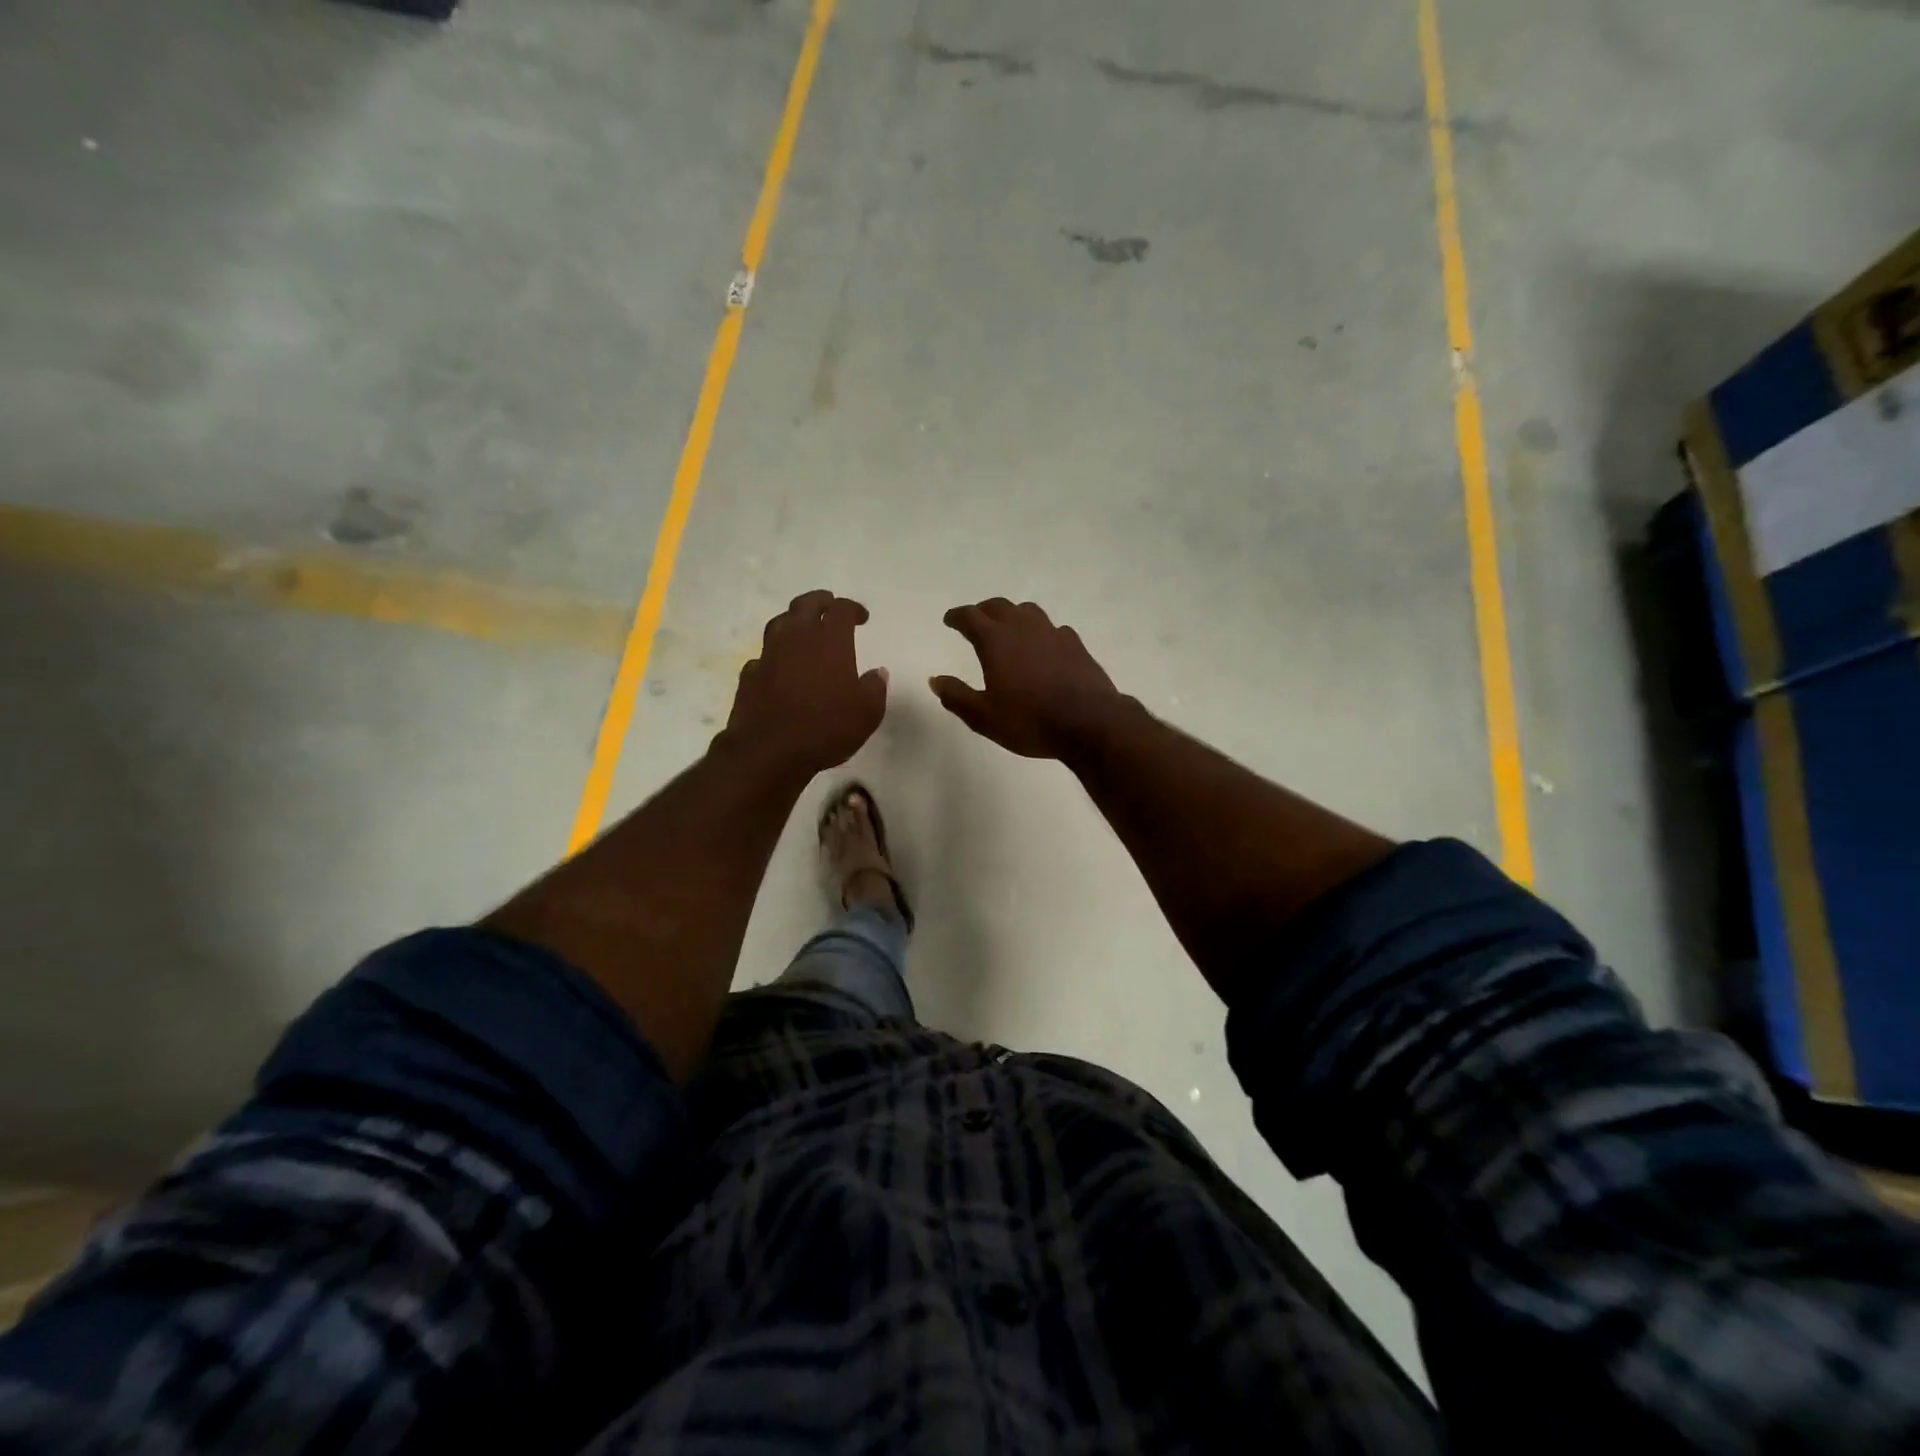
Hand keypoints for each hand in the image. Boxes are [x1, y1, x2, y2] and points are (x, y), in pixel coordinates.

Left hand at [721, 591, 887, 776]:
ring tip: (803, 630)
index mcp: (830, 641)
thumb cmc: (826, 728)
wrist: (769, 751)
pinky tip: (779, 667)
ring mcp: (769, 655)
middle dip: (820, 601)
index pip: (841, 609)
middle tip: (830, 608)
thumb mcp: (867, 713)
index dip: (853, 608)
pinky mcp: (750, 675)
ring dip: (794, 621)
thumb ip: (875, 688)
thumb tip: (877, 673)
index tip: (862, 617)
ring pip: (779, 623)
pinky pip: (763, 656)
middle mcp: (797, 639)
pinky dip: (774, 656)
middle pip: (805, 604)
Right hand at [931, 598, 1126, 759]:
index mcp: (996, 641)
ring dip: (1013, 614)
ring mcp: (1053, 633)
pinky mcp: (1076, 645)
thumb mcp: (984, 717)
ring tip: (1008, 627)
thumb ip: (957, 696)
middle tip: (975, 620)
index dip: (957, 616)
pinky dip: (1040, 632)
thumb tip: (935, 680)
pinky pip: (1053, 628)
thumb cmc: (1030, 720)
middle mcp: (1023, 628)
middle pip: (999, 606)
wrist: (1089, 722)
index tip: (950, 620)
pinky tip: (1043, 645)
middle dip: (983, 610)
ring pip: (1028, 611)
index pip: (970, 617)